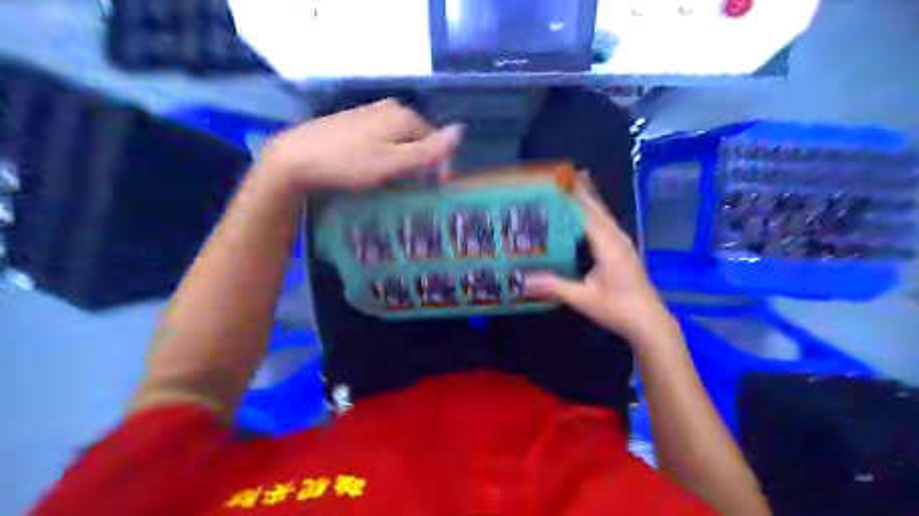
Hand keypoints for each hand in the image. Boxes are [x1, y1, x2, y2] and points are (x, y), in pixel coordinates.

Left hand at [259, 99, 463, 189]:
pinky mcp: (355, 122)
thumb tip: (461, 131)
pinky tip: (374, 170)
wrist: (296, 158)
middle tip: (411, 189)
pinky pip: (383, 140)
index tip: (433, 190)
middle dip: (420, 164)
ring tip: (393, 184)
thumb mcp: (394, 162)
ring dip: (403, 162)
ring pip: (400, 140)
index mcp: (403, 116)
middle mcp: (389, 108)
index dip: (439, 166)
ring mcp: (370, 113)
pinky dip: (386, 156)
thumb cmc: (350, 163)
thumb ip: (429, 150)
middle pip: (418, 139)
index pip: (436, 141)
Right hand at [523, 176, 672, 346]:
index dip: (571, 196)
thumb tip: (523, 279)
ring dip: (590, 199)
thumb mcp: (584, 299)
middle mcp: (616, 238)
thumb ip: (555, 286)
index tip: (555, 182)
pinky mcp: (623, 251)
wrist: (650, 322)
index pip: (587, 213)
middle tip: (564, 174)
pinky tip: (588, 214)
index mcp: (608, 244)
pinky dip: (595, 213)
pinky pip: (606, 224)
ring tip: (576, 183)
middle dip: (582, 190)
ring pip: (604, 215)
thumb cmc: (619, 309)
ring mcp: (623, 244)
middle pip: (597, 208)